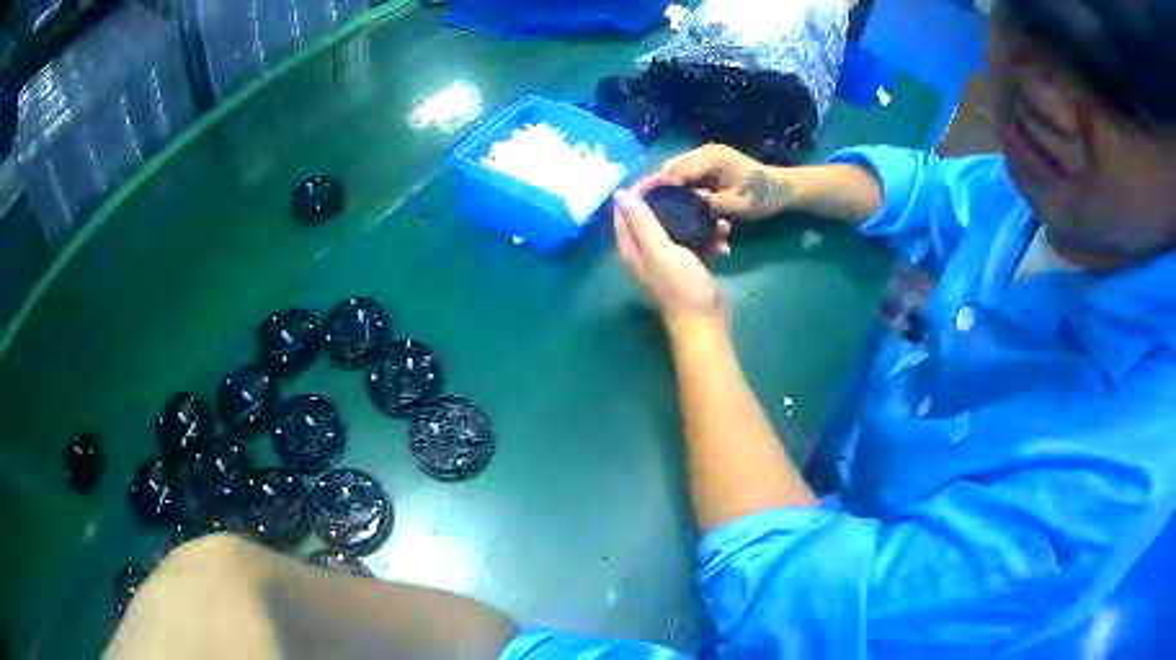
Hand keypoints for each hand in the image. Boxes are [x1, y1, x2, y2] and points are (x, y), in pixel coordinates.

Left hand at [613, 189, 727, 333]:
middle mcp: (646, 253)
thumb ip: (641, 221)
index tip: (661, 176)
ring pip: (678, 229)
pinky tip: (725, 239)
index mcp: (632, 248)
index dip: (638, 191)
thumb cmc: (681, 287)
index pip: (625, 212)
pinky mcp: (689, 267)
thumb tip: (620, 194)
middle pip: (653, 217)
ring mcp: (668, 260)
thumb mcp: (660, 250)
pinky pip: (697, 245)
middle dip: (671, 201)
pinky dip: (709, 240)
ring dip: (696, 221)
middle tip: (690, 187)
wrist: (707, 323)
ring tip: (714, 212)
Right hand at [636, 144, 795, 221]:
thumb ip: (704, 203)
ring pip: (678, 170)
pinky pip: (688, 174)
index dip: (655, 185)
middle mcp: (705, 152)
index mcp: (710, 158)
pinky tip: (673, 201)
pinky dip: (679, 186)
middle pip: (672, 167)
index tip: (637, 199)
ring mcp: (707, 156)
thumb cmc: (761, 196)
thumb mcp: (733, 204)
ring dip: (668, 186)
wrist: (782, 188)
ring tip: (653, 205)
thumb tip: (678, 207)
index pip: (675, 171)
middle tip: (641, 205)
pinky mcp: (710, 164)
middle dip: (657, 185)